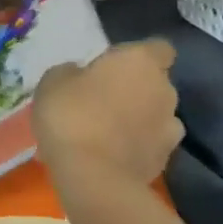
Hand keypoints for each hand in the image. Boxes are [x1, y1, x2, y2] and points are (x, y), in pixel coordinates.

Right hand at [32, 39, 183, 186]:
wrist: (92, 175)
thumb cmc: (71, 115)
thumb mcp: (52, 82)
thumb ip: (72, 72)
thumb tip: (80, 75)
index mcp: (140, 62)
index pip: (158, 48)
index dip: (137, 56)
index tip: (113, 66)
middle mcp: (165, 89)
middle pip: (154, 83)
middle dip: (132, 90)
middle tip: (99, 102)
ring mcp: (170, 127)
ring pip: (153, 116)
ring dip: (135, 120)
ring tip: (102, 134)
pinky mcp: (164, 159)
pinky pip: (147, 145)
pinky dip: (133, 147)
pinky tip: (107, 156)